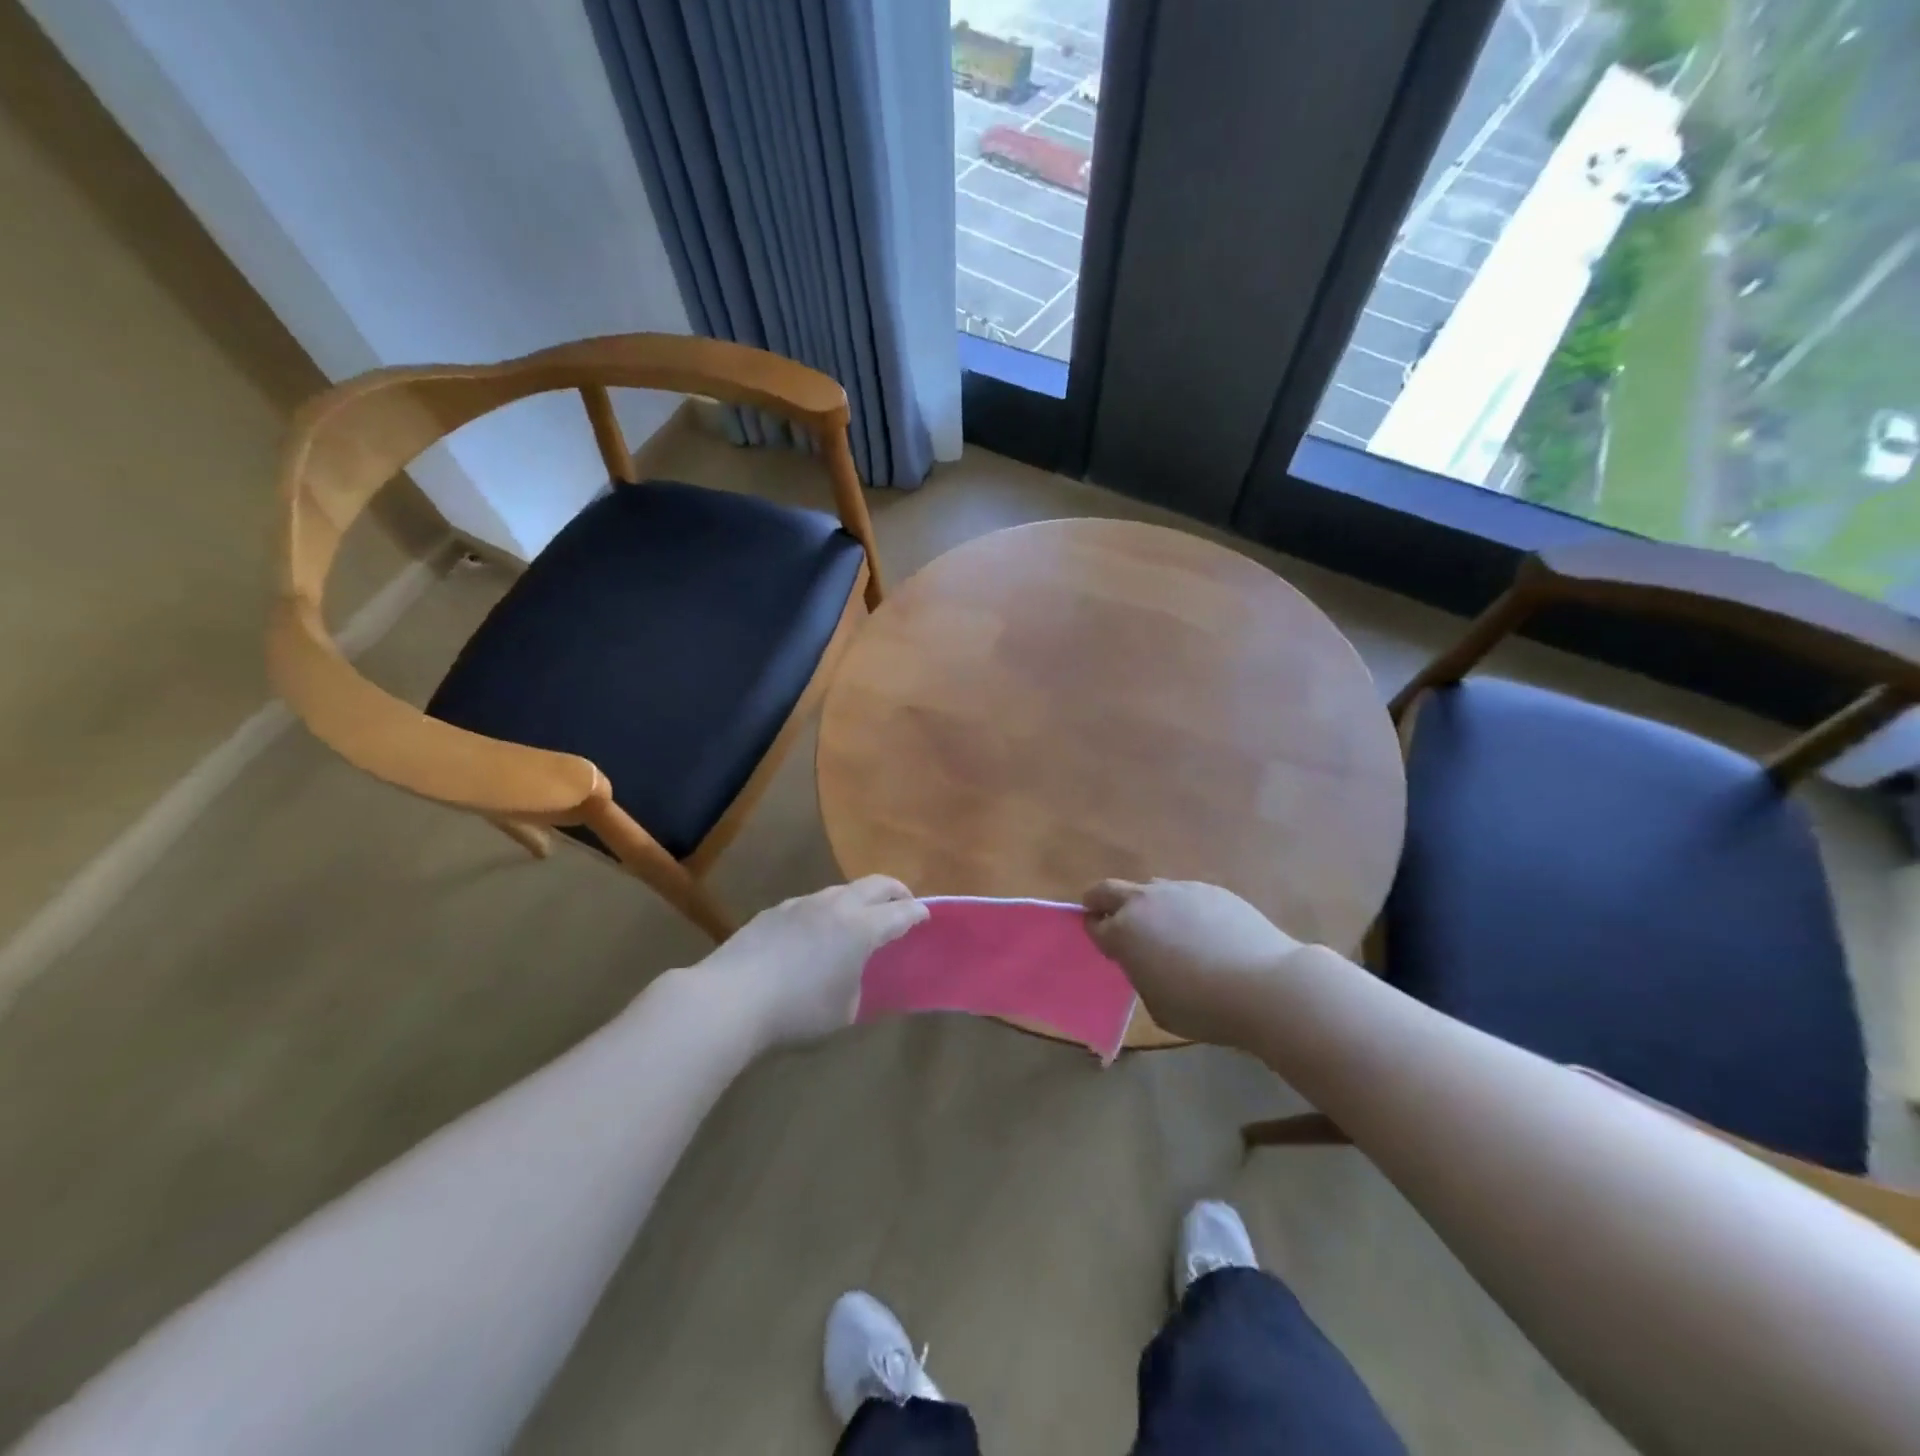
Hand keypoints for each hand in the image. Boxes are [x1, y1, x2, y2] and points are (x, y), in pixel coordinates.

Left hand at [693, 877, 927, 1048]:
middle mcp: (836, 906)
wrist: (730, 998)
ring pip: (840, 890)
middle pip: (875, 884)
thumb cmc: (797, 1010)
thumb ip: (857, 986)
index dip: (917, 913)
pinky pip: (811, 904)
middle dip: (895, 891)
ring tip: (858, 919)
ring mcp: (802, 904)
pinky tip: (814, 934)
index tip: (926, 915)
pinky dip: (825, 912)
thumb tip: (851, 975)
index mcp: (861, 928)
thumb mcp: (843, 1011)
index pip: (900, 913)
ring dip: (858, 900)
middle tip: (903, 903)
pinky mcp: (774, 911)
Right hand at [1084, 879, 1304, 1049]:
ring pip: (1149, 888)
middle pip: (1108, 890)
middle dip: (1100, 901)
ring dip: (1146, 904)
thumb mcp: (1157, 1004)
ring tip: (1166, 929)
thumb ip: (1141, 974)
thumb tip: (1147, 959)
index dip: (1093, 931)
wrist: (1265, 986)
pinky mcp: (1210, 889)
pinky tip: (1203, 932)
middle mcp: (1145, 902)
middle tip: (1106, 916)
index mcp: (1123, 932)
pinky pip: (1184, 894)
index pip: (1094, 924)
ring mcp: (1179, 890)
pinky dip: (1182, 908)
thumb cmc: (1203, 1007)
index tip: (1100, 939)